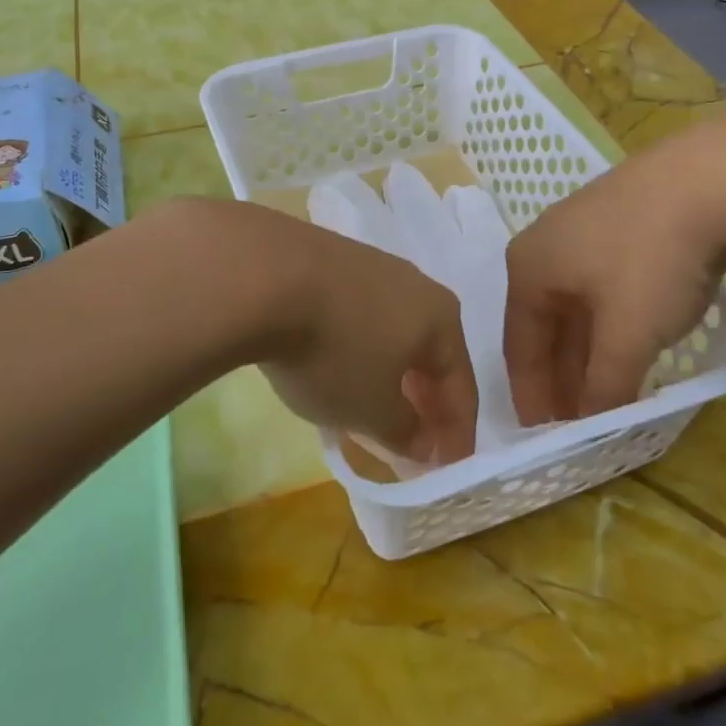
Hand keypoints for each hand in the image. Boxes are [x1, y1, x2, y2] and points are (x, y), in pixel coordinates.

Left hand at [224, 205, 478, 463]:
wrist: (263, 275)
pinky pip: (356, 312)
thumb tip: (423, 442)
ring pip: (392, 328)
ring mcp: (370, 264)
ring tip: (370, 402)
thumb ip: (404, 431)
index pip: (462, 385)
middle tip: (412, 439)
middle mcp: (414, 283)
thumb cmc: (333, 351)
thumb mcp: (371, 410)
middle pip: (429, 351)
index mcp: (440, 318)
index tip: (446, 469)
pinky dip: (356, 344)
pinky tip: (333, 361)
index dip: (457, 433)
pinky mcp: (329, 257)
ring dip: (389, 369)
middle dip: (423, 398)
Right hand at [503, 129, 725, 424]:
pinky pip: (600, 283)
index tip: (543, 436)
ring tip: (605, 390)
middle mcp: (543, 245)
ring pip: (575, 304)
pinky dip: (609, 321)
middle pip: (545, 324)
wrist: (709, 178)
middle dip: (561, 375)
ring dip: (587, 350)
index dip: (532, 395)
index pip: (519, 346)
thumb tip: (592, 426)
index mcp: (527, 269)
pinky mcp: (618, 218)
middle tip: (577, 421)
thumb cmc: (650, 260)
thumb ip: (605, 386)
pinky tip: (629, 340)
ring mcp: (580, 227)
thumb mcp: (627, 335)